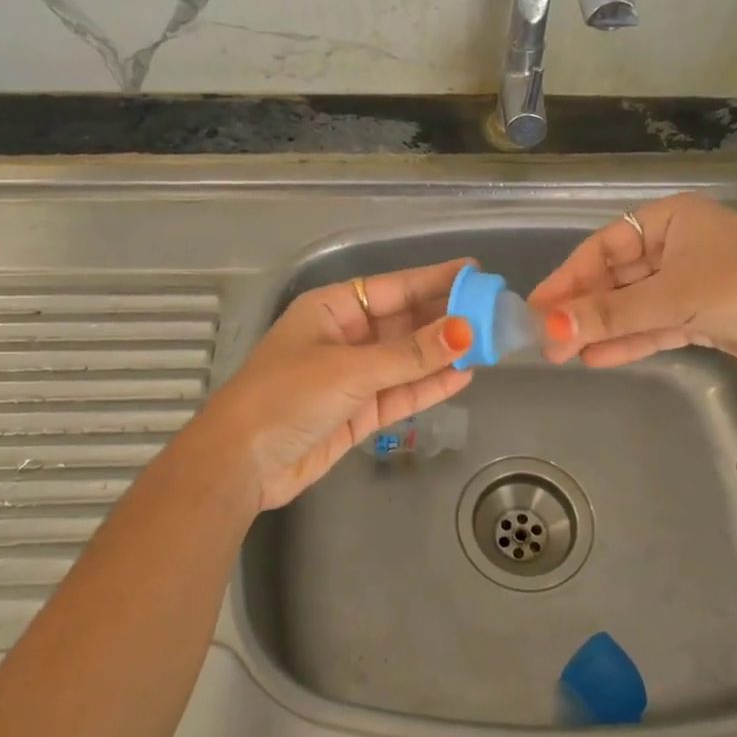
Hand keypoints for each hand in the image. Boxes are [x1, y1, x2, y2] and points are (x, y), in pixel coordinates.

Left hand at [197, 259, 474, 509]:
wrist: (242, 464)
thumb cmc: (287, 397)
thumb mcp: (351, 370)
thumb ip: (411, 354)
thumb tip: (466, 331)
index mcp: (332, 308)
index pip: (394, 287)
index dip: (435, 280)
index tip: (475, 272)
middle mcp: (345, 336)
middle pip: (405, 322)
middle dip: (446, 319)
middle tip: (493, 312)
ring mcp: (353, 376)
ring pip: (407, 359)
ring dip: (443, 354)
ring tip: (489, 344)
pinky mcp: (359, 412)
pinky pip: (401, 392)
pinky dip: (429, 386)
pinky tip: (463, 376)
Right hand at [528, 193, 736, 377]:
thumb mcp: (671, 298)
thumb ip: (610, 314)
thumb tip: (549, 328)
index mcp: (671, 220)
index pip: (603, 247)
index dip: (568, 277)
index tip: (537, 307)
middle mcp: (677, 246)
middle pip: (616, 277)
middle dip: (584, 308)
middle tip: (546, 338)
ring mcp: (690, 282)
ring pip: (633, 304)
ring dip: (602, 328)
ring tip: (563, 353)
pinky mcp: (701, 315)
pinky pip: (654, 325)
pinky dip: (629, 340)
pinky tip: (596, 358)